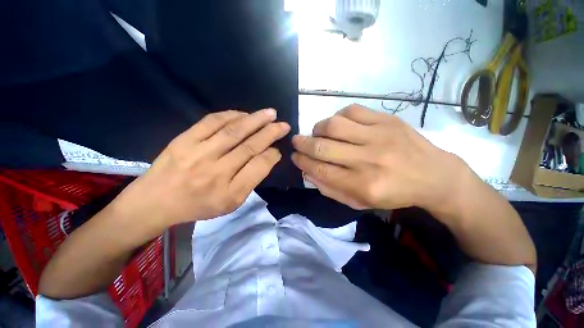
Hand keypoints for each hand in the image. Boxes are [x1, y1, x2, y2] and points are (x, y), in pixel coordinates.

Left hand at [115, 109, 289, 225]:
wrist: (156, 201)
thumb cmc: (199, 205)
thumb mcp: (231, 202)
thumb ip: (252, 179)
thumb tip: (269, 155)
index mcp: (229, 192)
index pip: (258, 167)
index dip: (272, 155)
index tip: (278, 149)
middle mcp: (216, 171)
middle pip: (249, 146)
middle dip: (270, 133)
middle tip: (284, 125)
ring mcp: (198, 152)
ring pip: (234, 131)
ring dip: (255, 120)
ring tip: (270, 113)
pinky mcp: (184, 139)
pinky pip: (212, 122)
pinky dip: (231, 115)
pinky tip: (244, 114)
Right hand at [291, 104, 470, 211]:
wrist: (433, 175)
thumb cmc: (393, 193)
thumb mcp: (359, 202)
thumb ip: (330, 189)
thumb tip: (308, 172)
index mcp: (362, 185)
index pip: (321, 170)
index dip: (303, 162)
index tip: (294, 156)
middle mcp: (368, 159)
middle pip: (323, 147)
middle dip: (302, 143)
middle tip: (296, 141)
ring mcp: (379, 136)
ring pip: (334, 125)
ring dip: (318, 128)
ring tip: (317, 133)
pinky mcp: (387, 120)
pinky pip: (352, 110)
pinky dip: (338, 116)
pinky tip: (339, 124)